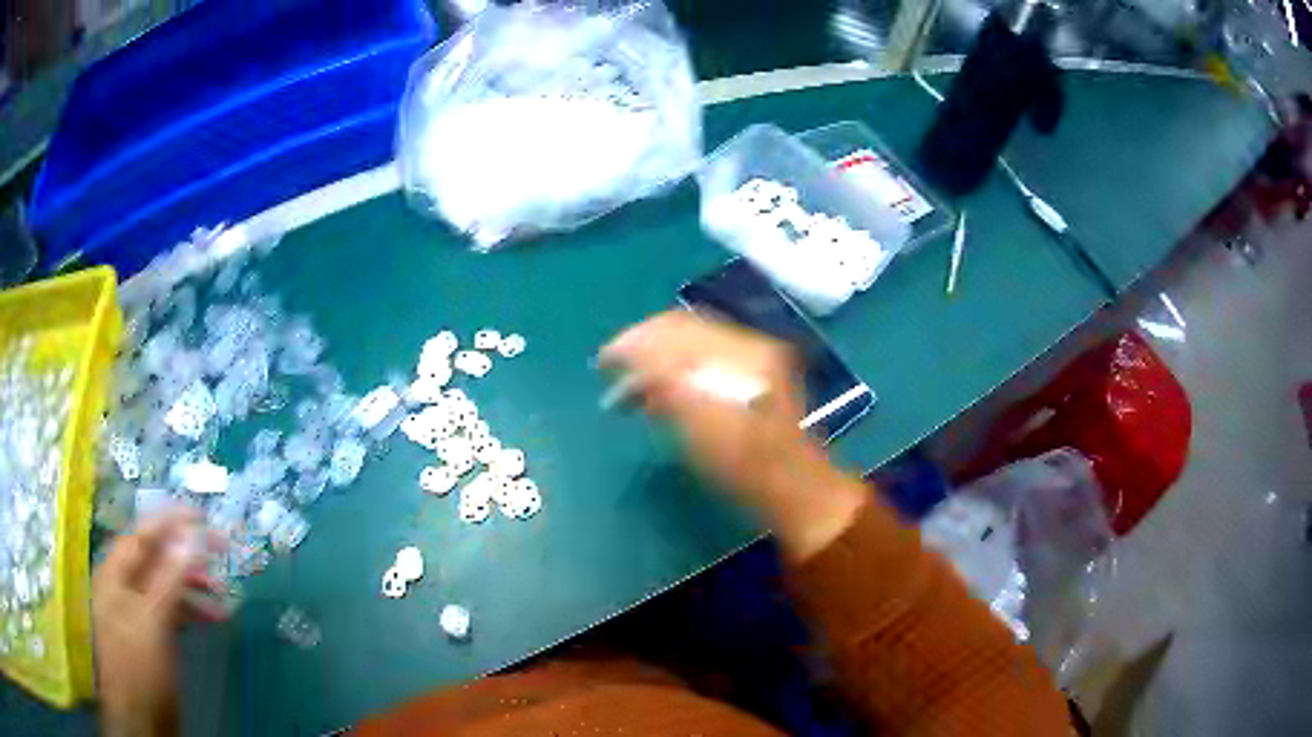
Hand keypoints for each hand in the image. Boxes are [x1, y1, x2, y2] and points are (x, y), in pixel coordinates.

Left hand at [92, 507, 225, 736]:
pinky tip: (209, 618)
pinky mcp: (149, 636)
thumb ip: (168, 578)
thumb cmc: (140, 668)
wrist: (141, 720)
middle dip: (186, 557)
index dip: (169, 522)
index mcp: (115, 575)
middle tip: (220, 556)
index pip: (142, 536)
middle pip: (154, 560)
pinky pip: (168, 611)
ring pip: (164, 587)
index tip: (201, 516)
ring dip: (192, 588)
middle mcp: (123, 587)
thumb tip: (187, 537)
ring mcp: (136, 613)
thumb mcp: (153, 622)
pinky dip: (189, 611)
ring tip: (222, 597)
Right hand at [601, 311, 864, 558]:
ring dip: (655, 362)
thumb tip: (634, 358)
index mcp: (740, 351)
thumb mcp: (700, 427)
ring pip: (690, 346)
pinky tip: (656, 397)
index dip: (633, 340)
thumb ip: (666, 383)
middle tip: (610, 371)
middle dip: (641, 347)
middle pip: (682, 330)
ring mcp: (753, 360)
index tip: (603, 362)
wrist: (791, 487)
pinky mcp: (752, 377)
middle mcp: (748, 346)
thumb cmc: (744, 465)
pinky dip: (674, 373)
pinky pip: (703, 361)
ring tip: (628, 393)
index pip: (674, 328)